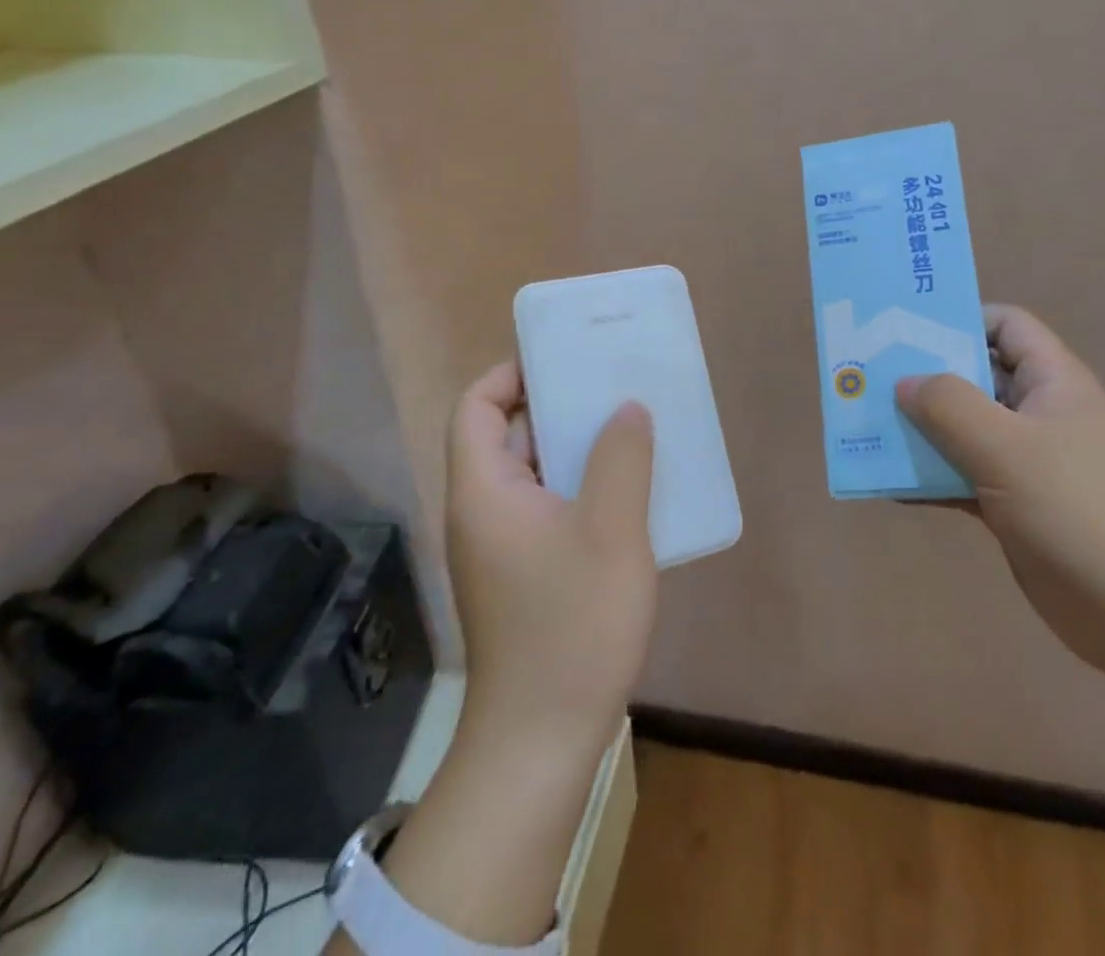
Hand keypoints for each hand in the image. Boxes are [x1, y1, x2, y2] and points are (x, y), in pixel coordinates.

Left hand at [446, 362, 657, 761]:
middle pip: (506, 436)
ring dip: (575, 450)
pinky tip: (627, 495)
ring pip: (532, 475)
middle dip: (556, 407)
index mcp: (484, 491)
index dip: (510, 375)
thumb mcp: (612, 532)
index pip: (475, 407)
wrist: (541, 742)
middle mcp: (481, 512)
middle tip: (611, 391)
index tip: (563, 363)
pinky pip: (546, 509)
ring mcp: (499, 547)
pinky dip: (579, 489)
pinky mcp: (520, 575)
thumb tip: (626, 408)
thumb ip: (621, 459)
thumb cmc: (572, 627)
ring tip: (629, 433)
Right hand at [897, 305, 1104, 678]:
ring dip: (922, 430)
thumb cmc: (1076, 511)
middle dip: (925, 376)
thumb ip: (949, 405)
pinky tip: (891, 485)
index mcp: (1052, 381)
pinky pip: (964, 476)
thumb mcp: (1006, 447)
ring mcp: (1029, 461)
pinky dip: (932, 477)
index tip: (906, 332)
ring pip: (965, 429)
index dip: (960, 319)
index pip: (1006, 325)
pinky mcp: (1016, 505)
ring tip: (869, 427)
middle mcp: (1040, 413)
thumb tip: (905, 382)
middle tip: (869, 377)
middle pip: (976, 376)